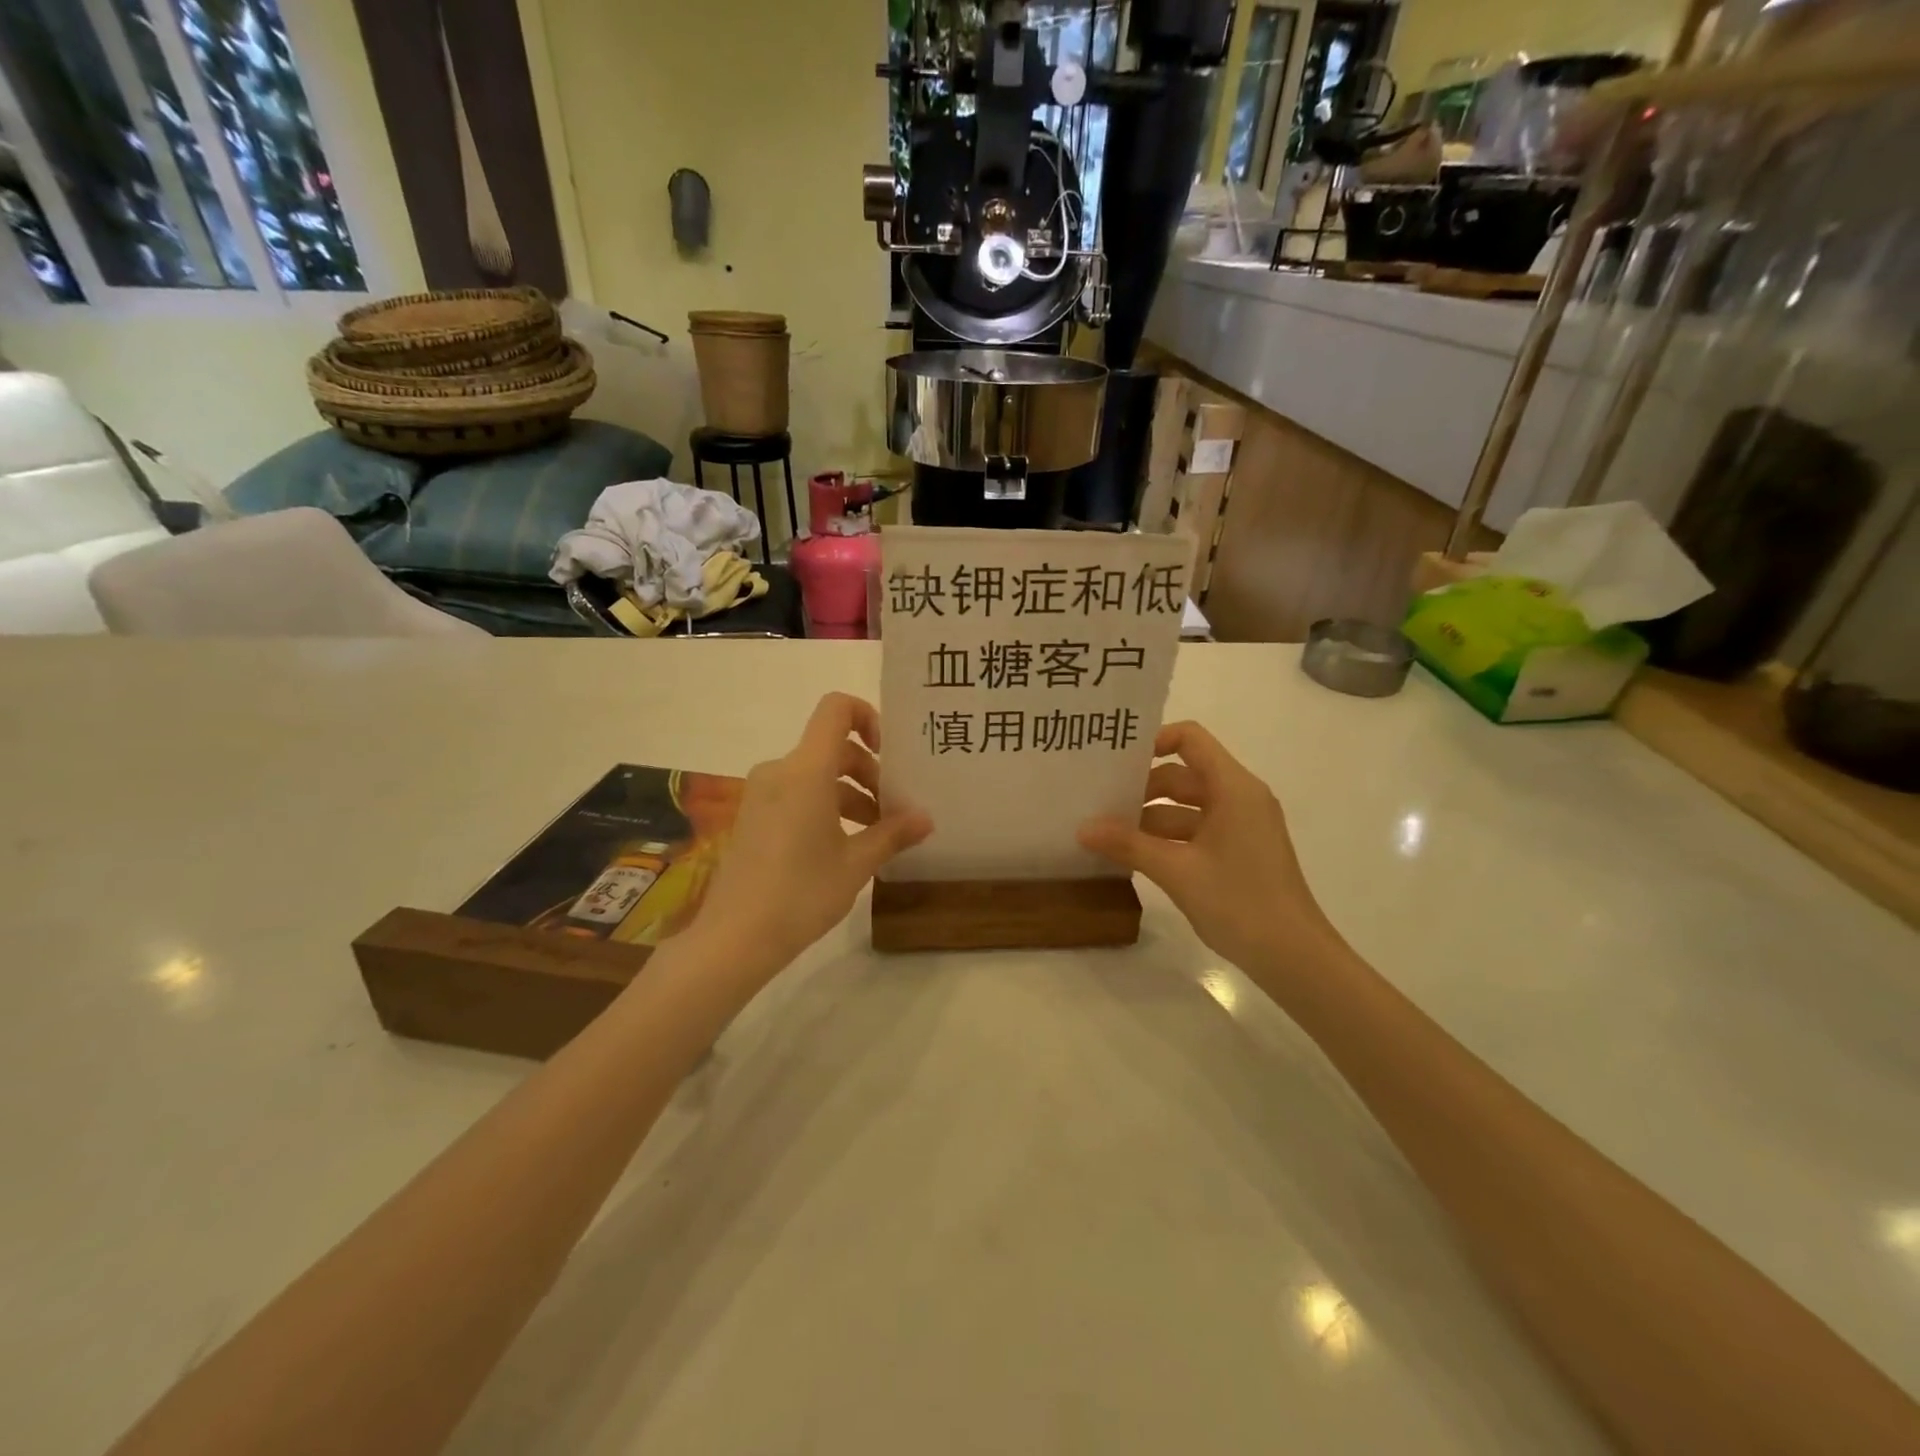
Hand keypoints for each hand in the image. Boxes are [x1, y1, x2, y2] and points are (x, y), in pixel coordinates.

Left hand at [692, 693, 930, 979]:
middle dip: (868, 772)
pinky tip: (843, 846)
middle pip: (832, 747)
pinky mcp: (753, 816)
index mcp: (806, 770)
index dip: (867, 717)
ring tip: (875, 835)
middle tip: (892, 811)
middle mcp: (780, 771)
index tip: (888, 754)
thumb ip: (893, 834)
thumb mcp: (856, 864)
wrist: (735, 937)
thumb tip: (926, 819)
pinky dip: (824, 806)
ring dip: (849, 793)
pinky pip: (796, 793)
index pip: (836, 709)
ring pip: (815, 774)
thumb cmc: (802, 893)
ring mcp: (762, 793)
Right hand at [1077, 721, 1338, 974]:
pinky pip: (1195, 831)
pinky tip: (1133, 856)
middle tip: (1099, 802)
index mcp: (1233, 788)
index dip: (1153, 741)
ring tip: (1106, 833)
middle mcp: (1239, 798)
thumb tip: (1082, 828)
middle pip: (1183, 774)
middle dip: (1141, 787)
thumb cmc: (1240, 902)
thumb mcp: (1177, 871)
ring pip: (1186, 807)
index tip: (1117, 763)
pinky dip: (1166, 839)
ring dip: (1149, 818)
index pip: (1191, 739)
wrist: (1294, 958)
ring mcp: (1240, 827)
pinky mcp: (1237, 852)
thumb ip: (1128, 844)